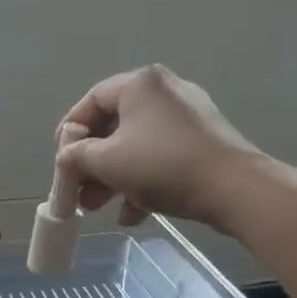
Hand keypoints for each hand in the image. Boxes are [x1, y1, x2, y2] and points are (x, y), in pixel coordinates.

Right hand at [56, 65, 259, 227]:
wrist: (236, 189)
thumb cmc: (163, 166)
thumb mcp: (107, 162)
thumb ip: (77, 156)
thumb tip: (67, 157)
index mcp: (140, 84)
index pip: (91, 101)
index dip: (70, 131)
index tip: (60, 159)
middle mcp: (164, 91)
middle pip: (114, 125)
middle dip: (92, 163)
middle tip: (79, 191)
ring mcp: (188, 115)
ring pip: (137, 144)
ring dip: (114, 177)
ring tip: (99, 208)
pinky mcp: (204, 141)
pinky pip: (161, 155)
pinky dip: (143, 180)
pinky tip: (133, 213)